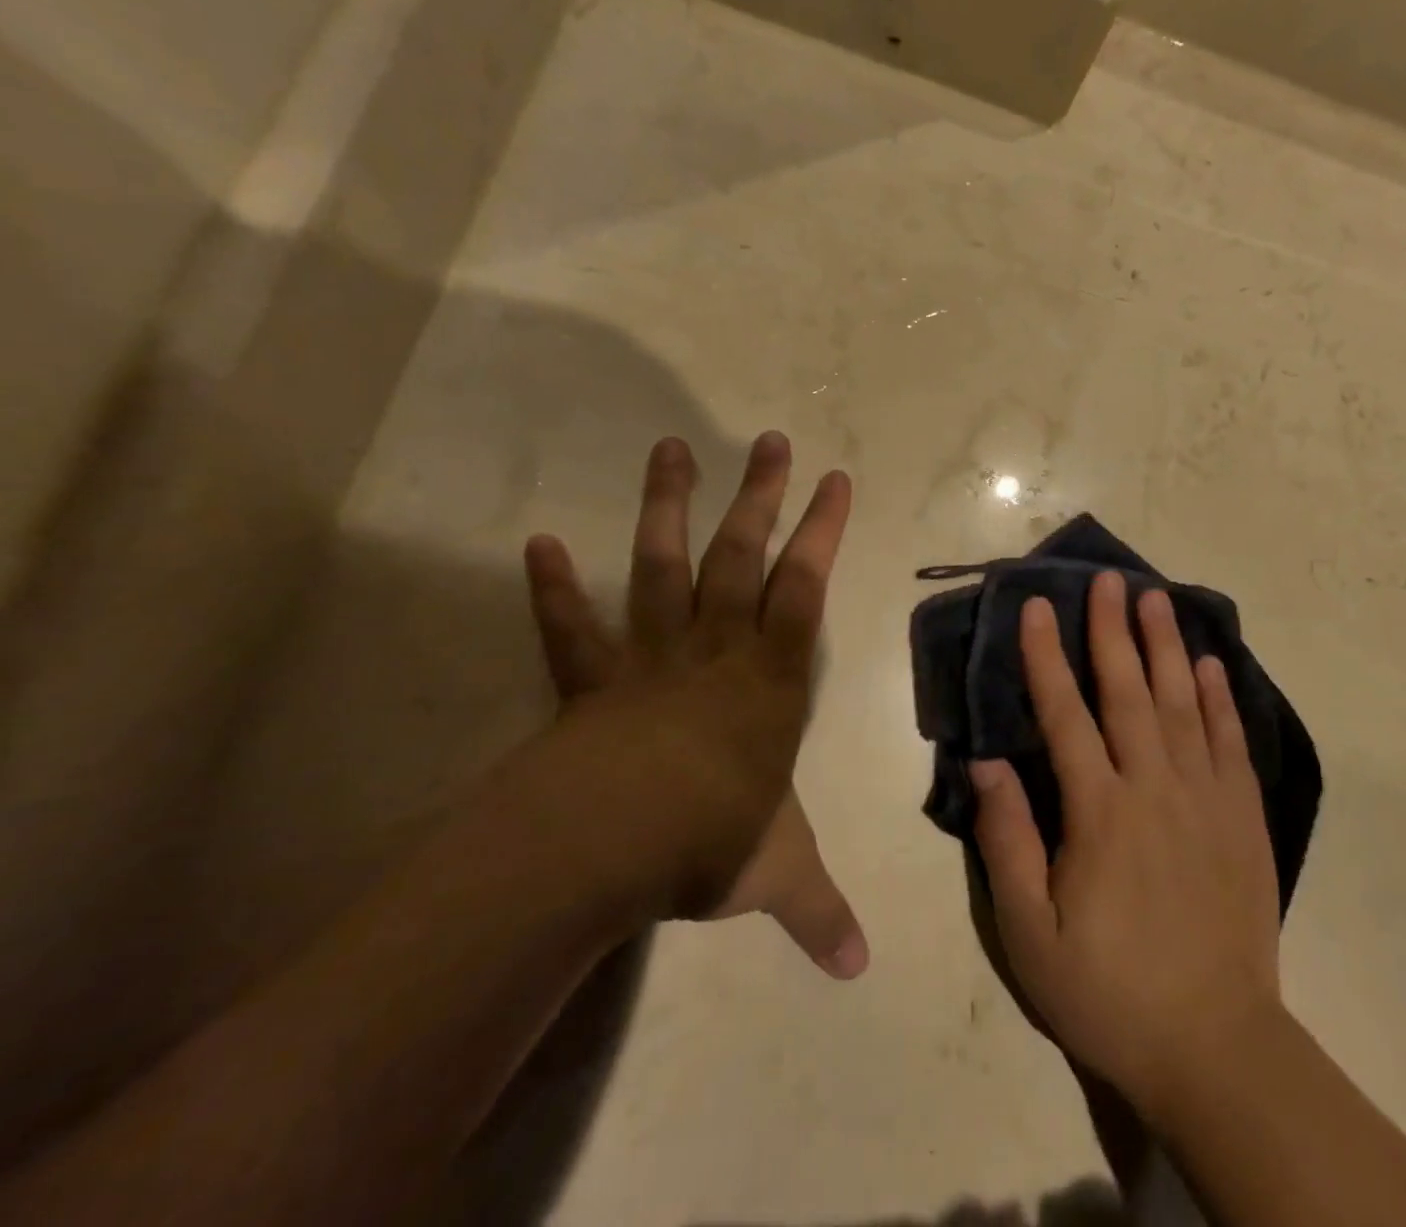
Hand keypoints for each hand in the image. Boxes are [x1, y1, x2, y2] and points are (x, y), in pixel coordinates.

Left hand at [517, 432, 867, 978]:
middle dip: (760, 496)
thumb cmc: (708, 841)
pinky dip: (556, 589)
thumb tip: (859, 972)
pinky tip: (540, 543)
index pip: (805, 588)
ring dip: (667, 508)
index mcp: (769, 679)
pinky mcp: (590, 681)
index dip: (823, 531)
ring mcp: (649, 657)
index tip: (835, 479)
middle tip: (768, 439)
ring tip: (670, 448)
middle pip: (741, 557)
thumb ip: (817, 910)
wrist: (605, 848)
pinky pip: (571, 629)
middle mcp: (715, 650)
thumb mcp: (777, 874)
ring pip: (662, 568)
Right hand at [970, 572, 1280, 1117]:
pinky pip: (1231, 743)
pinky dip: (1220, 699)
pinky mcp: (1243, 819)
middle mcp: (1154, 789)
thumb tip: (986, 762)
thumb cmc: (1108, 990)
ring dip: (1167, 647)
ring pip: (1183, 705)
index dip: (1047, 658)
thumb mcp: (1030, 933)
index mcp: (1099, 813)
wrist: (1214, 1047)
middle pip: (1129, 693)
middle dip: (1113, 631)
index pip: (1066, 715)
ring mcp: (1206, 800)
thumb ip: (1006, 841)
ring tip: (1157, 598)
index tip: (1038, 608)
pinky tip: (1211, 665)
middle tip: (1108, 579)